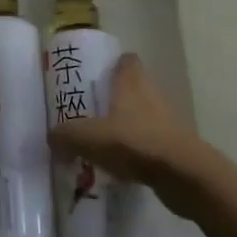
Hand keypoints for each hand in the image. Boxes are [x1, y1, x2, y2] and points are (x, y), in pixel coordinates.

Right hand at [47, 54, 221, 205]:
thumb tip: (51, 137)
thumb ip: (65, 135)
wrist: (184, 176)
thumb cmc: (135, 142)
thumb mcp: (88, 137)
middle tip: (87, 110)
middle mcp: (151, 96)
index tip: (93, 74)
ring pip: (140, 117)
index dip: (111, 63)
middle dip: (112, 98)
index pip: (126, 61)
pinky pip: (148, 143)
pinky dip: (134, 151)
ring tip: (98, 142)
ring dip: (123, 126)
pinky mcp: (174, 147)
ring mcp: (166, 122)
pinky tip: (117, 166)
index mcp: (132, 83)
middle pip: (132, 88)